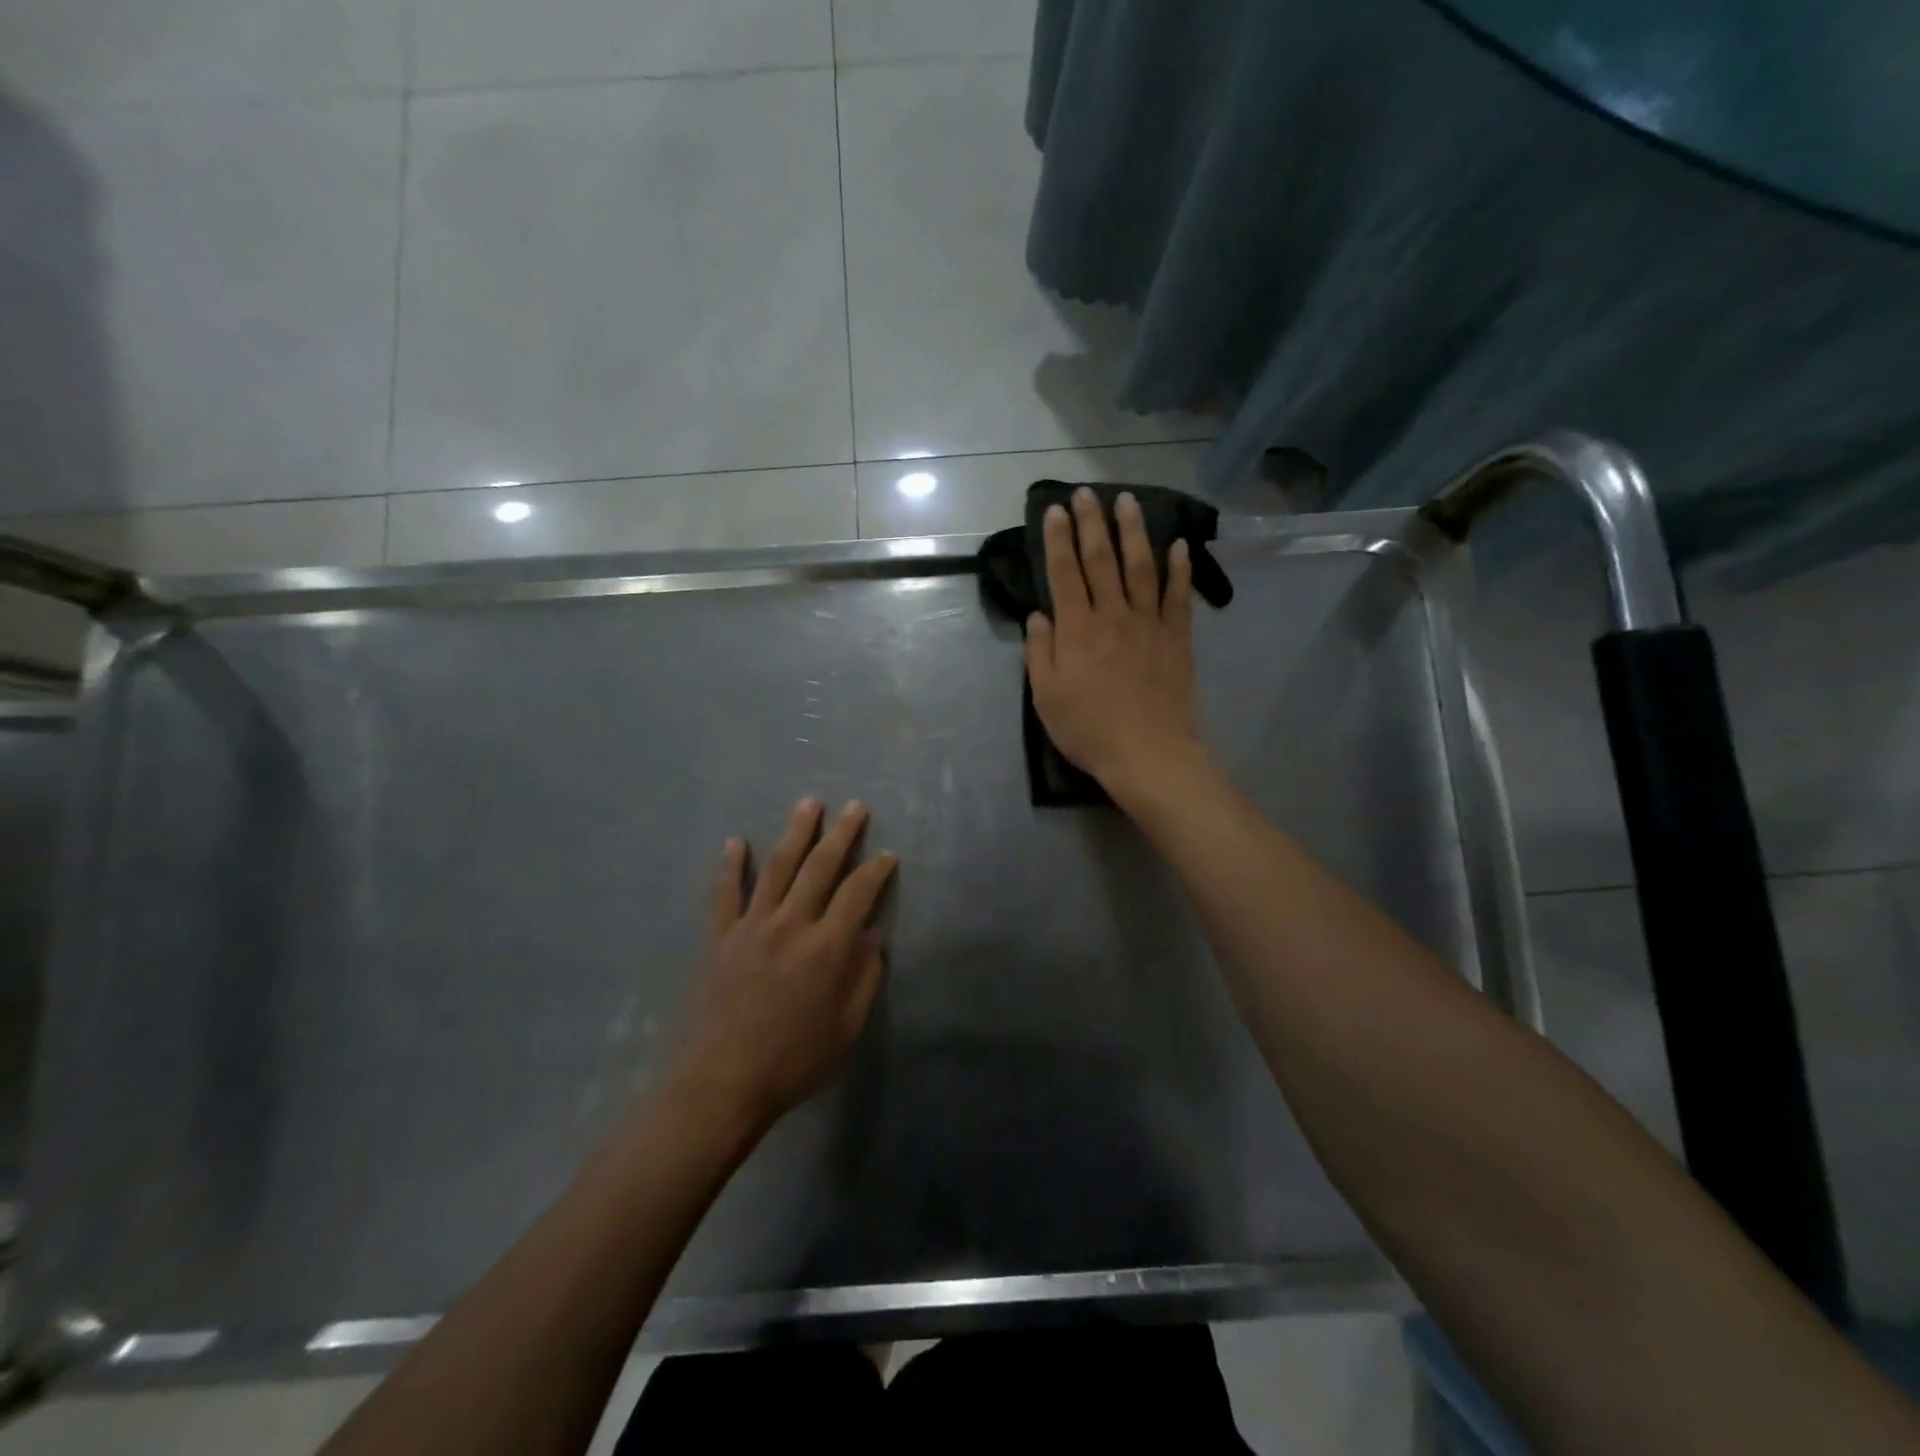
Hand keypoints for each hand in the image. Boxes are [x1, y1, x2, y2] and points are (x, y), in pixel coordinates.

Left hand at [674, 799, 897, 1126]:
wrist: (722, 1082)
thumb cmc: (794, 1060)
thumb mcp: (846, 1027)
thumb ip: (864, 978)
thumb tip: (873, 938)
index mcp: (827, 947)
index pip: (858, 893)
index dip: (876, 870)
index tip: (887, 855)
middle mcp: (792, 924)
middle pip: (820, 867)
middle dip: (842, 834)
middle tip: (856, 807)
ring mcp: (752, 926)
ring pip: (778, 868)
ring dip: (796, 833)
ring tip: (809, 804)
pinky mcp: (721, 937)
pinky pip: (726, 894)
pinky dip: (730, 866)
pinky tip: (735, 842)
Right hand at [1025, 488, 1204, 796]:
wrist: (1148, 753)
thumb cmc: (1089, 730)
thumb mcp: (1046, 698)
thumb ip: (1039, 653)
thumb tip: (1038, 616)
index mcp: (1077, 630)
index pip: (1064, 573)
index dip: (1058, 540)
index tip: (1054, 511)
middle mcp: (1113, 615)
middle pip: (1101, 560)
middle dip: (1091, 523)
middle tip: (1086, 493)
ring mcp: (1149, 624)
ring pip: (1141, 567)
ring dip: (1134, 531)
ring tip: (1129, 501)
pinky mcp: (1177, 638)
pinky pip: (1179, 596)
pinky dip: (1180, 569)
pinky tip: (1179, 546)